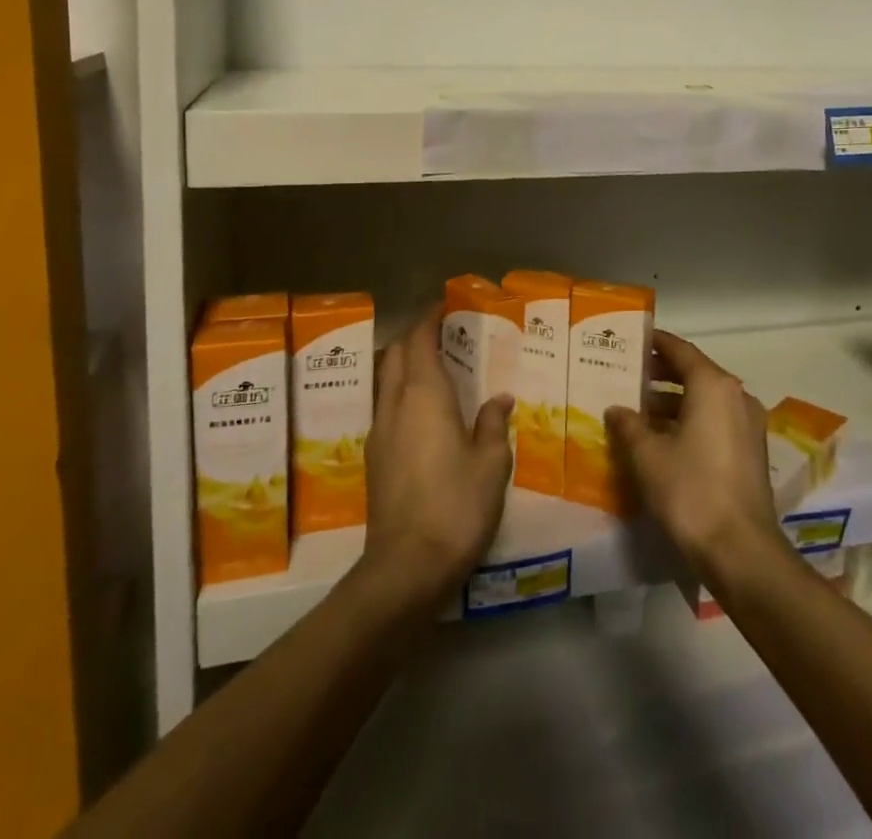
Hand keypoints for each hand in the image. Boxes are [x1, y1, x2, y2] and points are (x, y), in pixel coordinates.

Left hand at [358, 313, 513, 617]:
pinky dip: (402, 392)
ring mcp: (379, 431)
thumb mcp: (491, 464)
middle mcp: (395, 404)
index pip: (419, 339)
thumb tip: (498, 399)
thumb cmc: (456, 505)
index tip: (444, 305)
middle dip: (415, 336)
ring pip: (387, 380)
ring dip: (406, 364)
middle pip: (397, 354)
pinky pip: (386, 406)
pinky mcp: (373, 457)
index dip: (429, 317)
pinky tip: (424, 413)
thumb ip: (493, 424)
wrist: (405, 566)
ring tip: (436, 368)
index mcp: (424, 395)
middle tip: (444, 333)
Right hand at [606, 329, 788, 592]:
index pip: (679, 350)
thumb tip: (617, 409)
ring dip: (673, 401)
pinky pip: (715, 421)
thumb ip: (629, 424)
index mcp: (713, 386)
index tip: (631, 340)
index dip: (654, 342)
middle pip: (694, 373)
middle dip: (660, 373)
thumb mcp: (647, 455)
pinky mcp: (751, 452)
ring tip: (637, 409)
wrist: (741, 552)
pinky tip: (661, 439)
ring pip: (704, 400)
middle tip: (626, 374)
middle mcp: (736, 396)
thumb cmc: (690, 491)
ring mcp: (748, 425)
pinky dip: (689, 421)